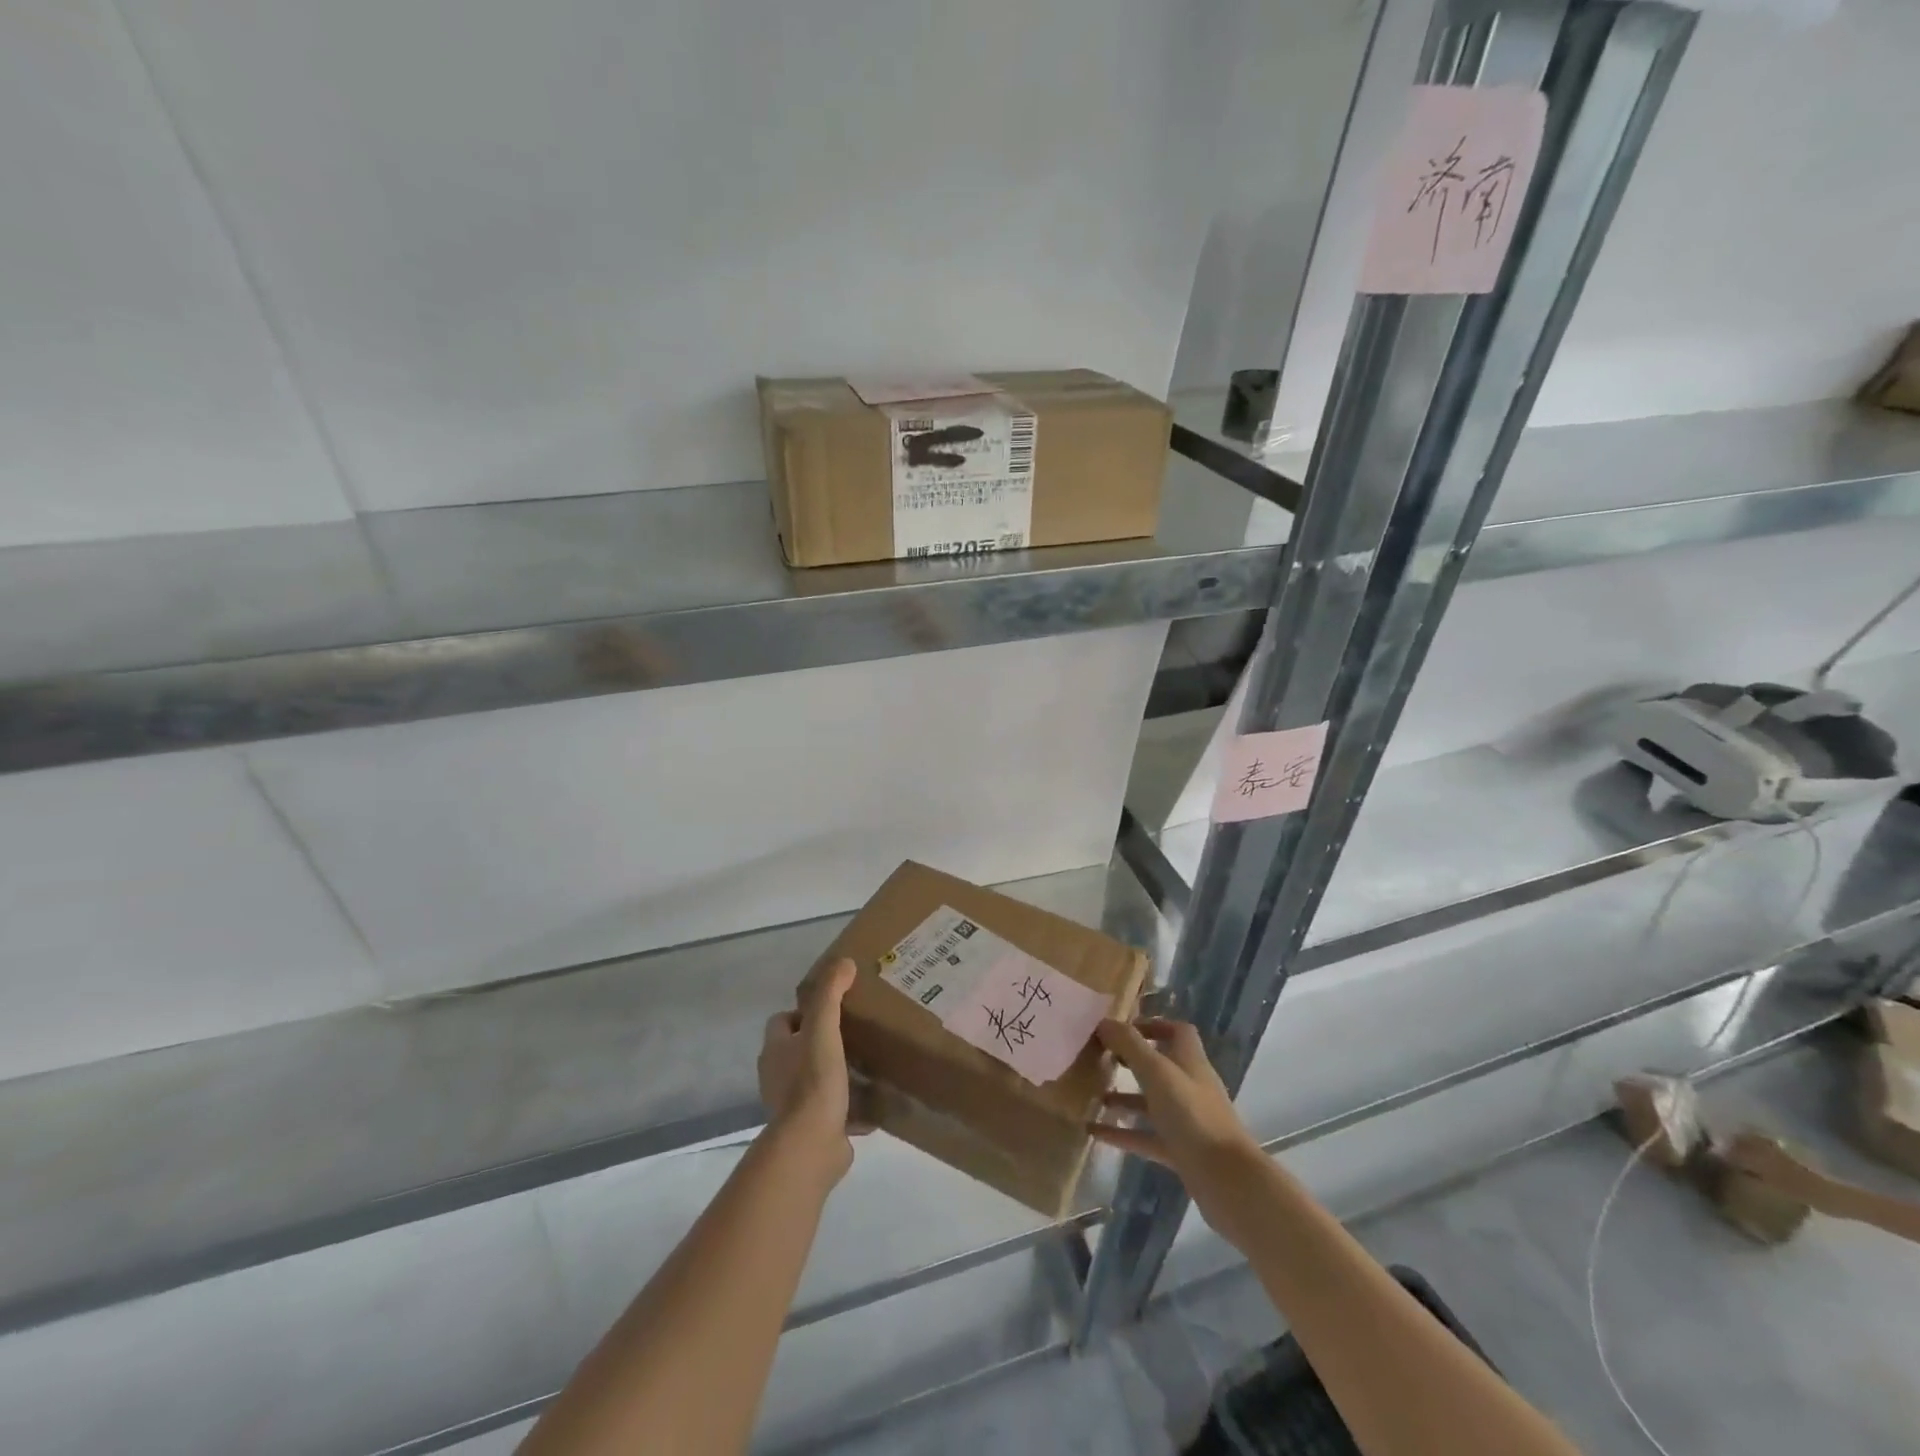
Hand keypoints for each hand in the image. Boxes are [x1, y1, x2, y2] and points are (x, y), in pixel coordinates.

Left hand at [759, 958, 860, 1174]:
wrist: (811, 1144)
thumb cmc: (813, 1080)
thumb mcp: (823, 1028)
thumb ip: (831, 994)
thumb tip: (844, 962)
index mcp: (775, 1051)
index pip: (781, 1021)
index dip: (803, 1013)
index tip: (832, 1010)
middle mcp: (778, 1076)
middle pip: (797, 1050)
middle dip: (821, 1042)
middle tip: (854, 1033)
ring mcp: (792, 1106)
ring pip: (814, 1080)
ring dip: (835, 1074)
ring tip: (866, 1065)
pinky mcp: (812, 1129)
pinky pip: (831, 1110)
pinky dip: (848, 1105)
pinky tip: (872, 1101)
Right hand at [1090, 1018, 1263, 1221]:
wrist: (1227, 1180)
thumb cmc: (1193, 1116)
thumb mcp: (1157, 1073)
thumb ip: (1130, 1045)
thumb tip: (1104, 1021)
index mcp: (1190, 1062)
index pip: (1177, 1032)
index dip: (1153, 1025)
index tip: (1123, 1029)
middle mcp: (1190, 1087)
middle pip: (1160, 1066)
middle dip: (1131, 1061)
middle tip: (1101, 1058)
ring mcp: (1186, 1121)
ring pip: (1151, 1103)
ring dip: (1123, 1098)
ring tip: (1093, 1094)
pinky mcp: (1180, 1151)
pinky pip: (1146, 1136)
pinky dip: (1122, 1133)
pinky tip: (1094, 1132)